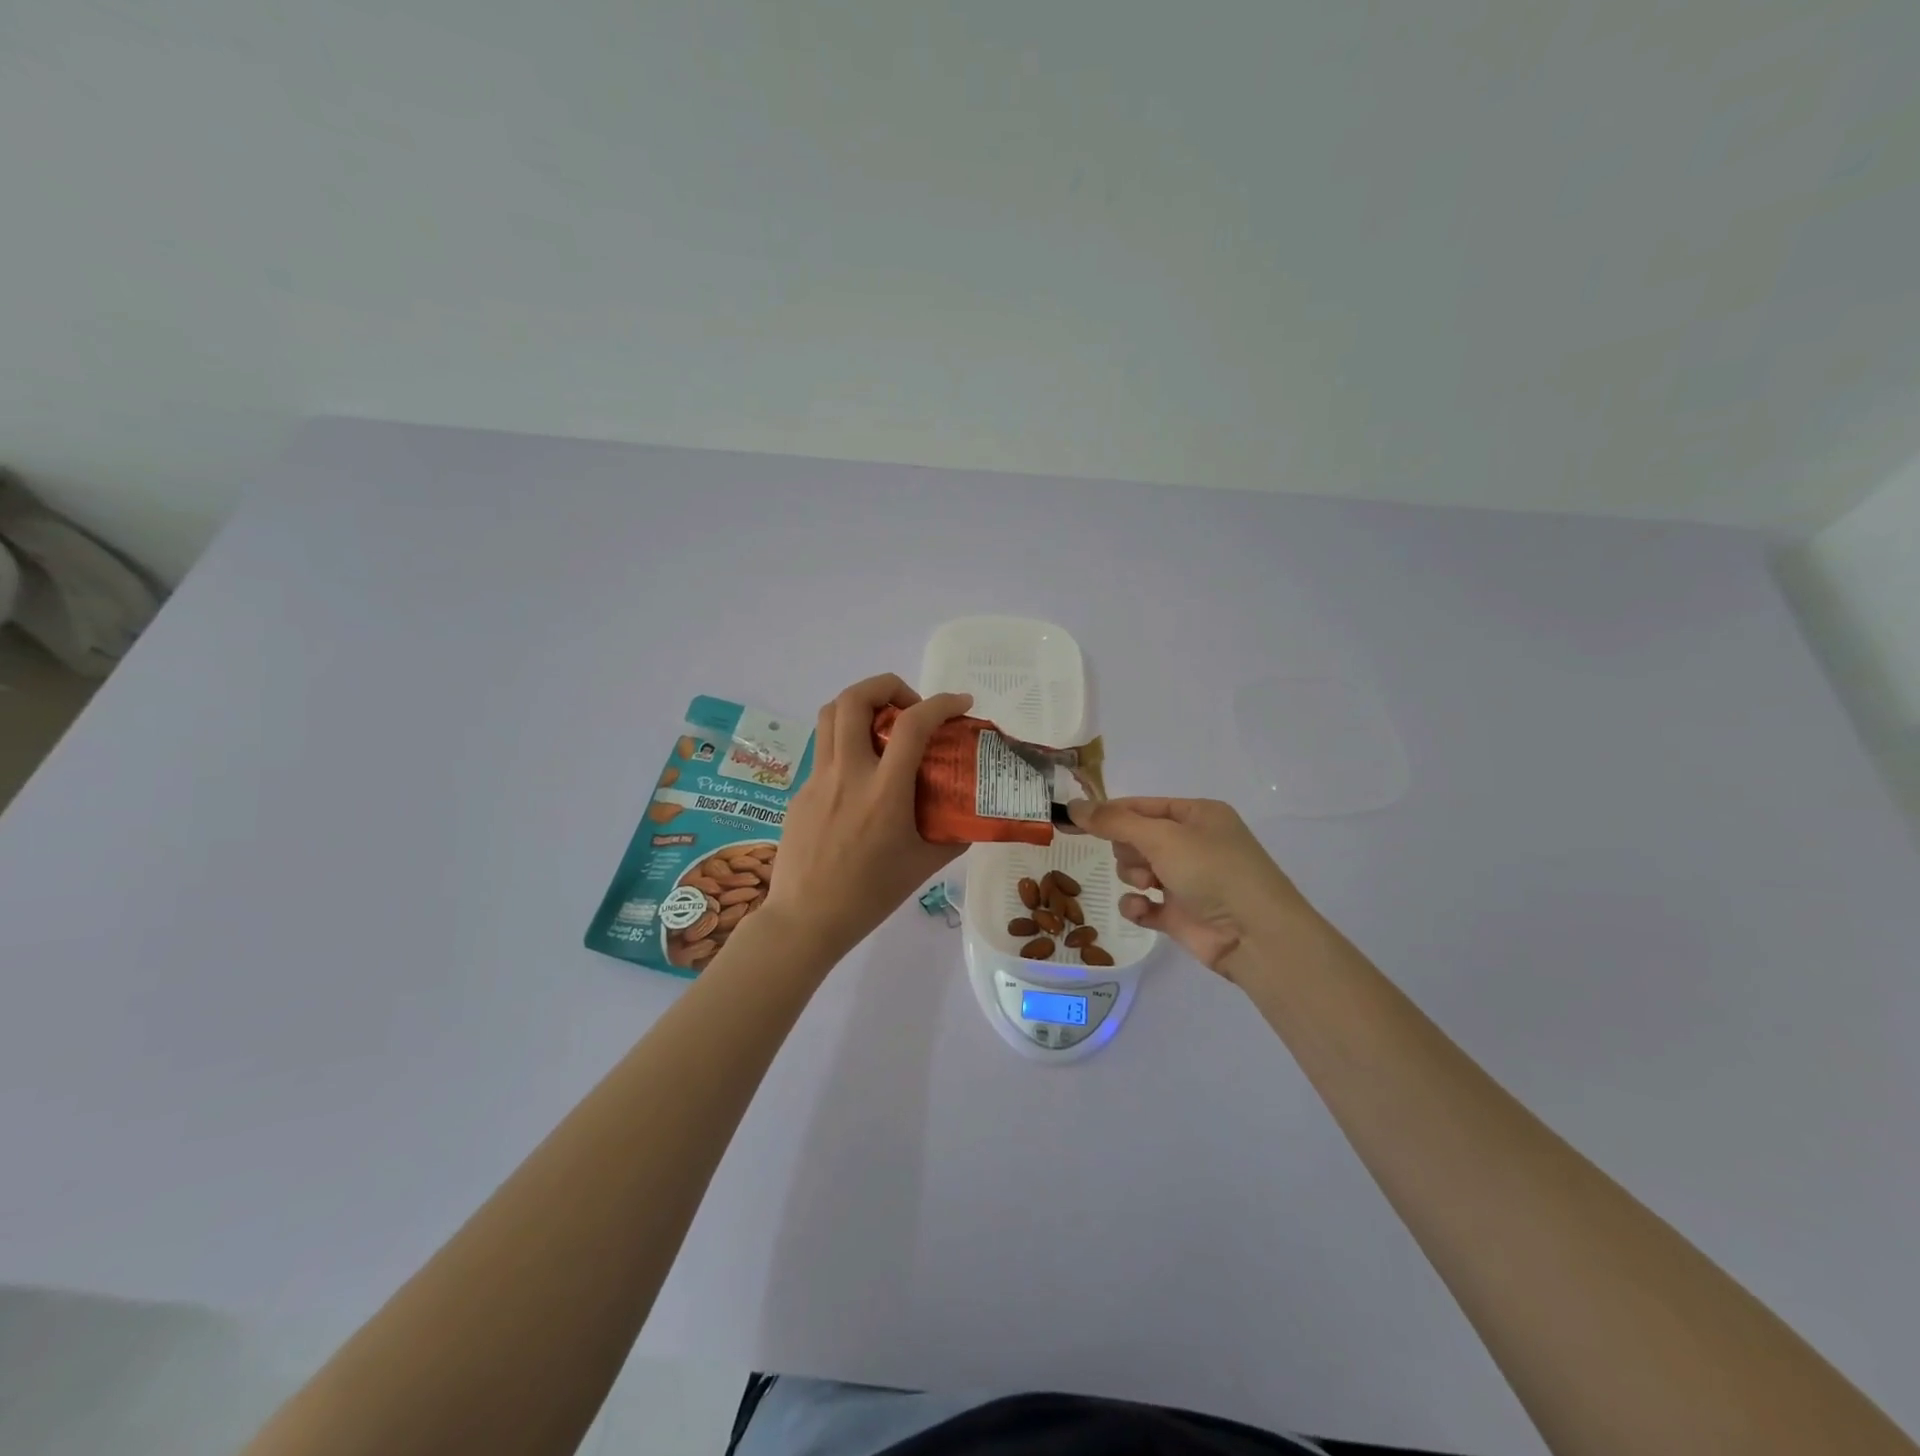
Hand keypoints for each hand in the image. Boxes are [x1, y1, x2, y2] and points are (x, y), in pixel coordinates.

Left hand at [762, 674, 974, 958]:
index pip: (912, 725)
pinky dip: (848, 747)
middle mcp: (847, 774)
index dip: (941, 703)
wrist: (806, 920)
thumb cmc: (870, 896)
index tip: (961, 704)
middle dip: (887, 685)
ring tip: (883, 728)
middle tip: (910, 706)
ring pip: (830, 716)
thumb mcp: (923, 865)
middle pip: (854, 699)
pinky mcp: (800, 793)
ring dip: (860, 706)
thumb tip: (975, 817)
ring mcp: (817, 780)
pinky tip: (861, 782)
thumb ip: (953, 835)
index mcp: (883, 791)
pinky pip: (825, 753)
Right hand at [1066, 797, 1324, 983]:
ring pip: (1136, 870)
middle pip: (1136, 838)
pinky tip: (1142, 910)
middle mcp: (1193, 843)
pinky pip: (1143, 903)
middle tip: (1142, 860)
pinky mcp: (1180, 913)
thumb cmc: (1212, 871)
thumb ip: (1113, 822)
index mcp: (1197, 815)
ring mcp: (1187, 880)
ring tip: (1149, 886)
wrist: (1254, 935)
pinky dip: (1138, 906)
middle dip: (1129, 850)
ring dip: (1134, 877)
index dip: (1111, 813)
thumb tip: (1072, 805)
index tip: (1077, 820)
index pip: (1142, 806)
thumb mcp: (1161, 837)